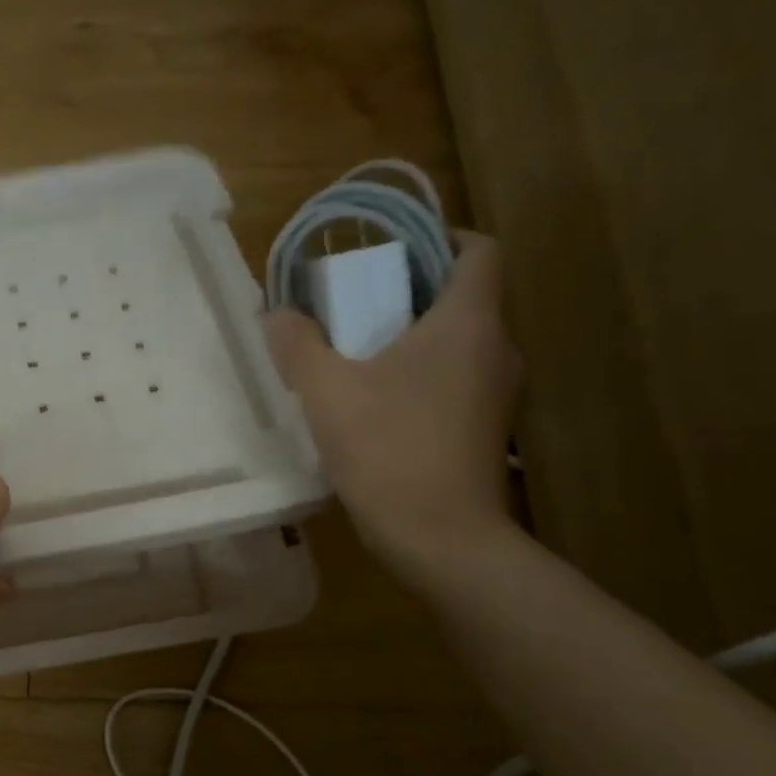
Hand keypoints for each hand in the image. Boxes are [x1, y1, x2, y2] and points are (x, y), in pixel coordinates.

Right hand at [263, 230, 522, 588]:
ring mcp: (497, 393)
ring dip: (414, 338)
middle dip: (410, 292)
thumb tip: (277, 314)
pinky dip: (422, 376)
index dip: (439, 239)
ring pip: (459, 342)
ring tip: (358, 358)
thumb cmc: (389, 449)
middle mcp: (497, 348)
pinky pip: (456, 380)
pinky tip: (377, 405)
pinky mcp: (487, 429)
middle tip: (355, 308)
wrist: (440, 537)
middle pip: (463, 296)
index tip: (390, 254)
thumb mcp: (326, 393)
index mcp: (468, 323)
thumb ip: (298, 345)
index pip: (477, 250)